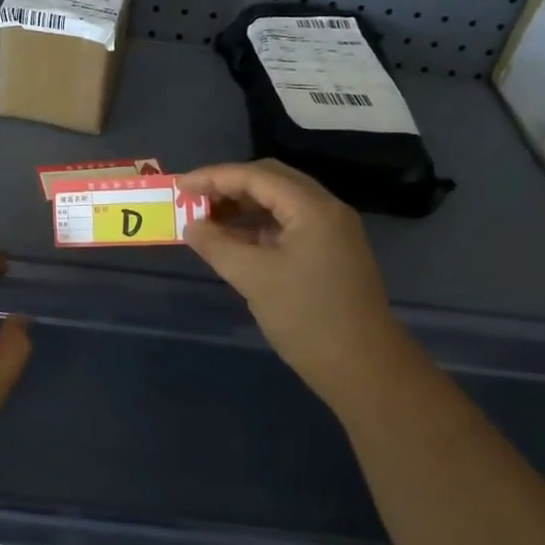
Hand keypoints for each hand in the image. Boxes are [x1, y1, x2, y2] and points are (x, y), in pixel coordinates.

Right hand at [177, 160, 408, 407]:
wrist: (364, 368)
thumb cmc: (307, 317)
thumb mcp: (253, 278)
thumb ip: (217, 245)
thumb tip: (191, 226)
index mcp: (312, 207)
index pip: (256, 176)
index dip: (214, 177)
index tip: (180, 186)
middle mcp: (326, 209)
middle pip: (271, 181)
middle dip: (229, 187)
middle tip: (194, 200)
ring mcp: (331, 231)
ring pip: (280, 203)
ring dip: (243, 207)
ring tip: (208, 221)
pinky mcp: (330, 253)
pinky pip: (289, 226)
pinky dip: (259, 228)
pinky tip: (234, 241)